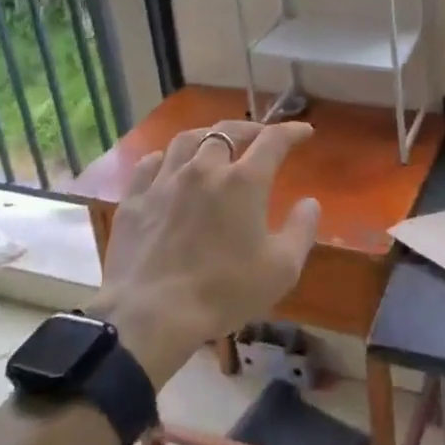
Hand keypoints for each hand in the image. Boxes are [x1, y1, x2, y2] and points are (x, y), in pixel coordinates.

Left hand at [88, 119, 320, 386]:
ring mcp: (165, 181)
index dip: (292, 131)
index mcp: (243, 181)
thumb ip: (301, 230)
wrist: (151, 315)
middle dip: (248, 129)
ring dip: (206, 136)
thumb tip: (310, 202)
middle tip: (259, 135)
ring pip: (186, 140)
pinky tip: (167, 165)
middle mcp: (204, 169)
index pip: (273, 141)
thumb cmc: (223, 292)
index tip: (303, 132)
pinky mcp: (135, 200)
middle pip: (227, 132)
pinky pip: (149, 164)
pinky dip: (164, 158)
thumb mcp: (281, 269)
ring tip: (214, 143)